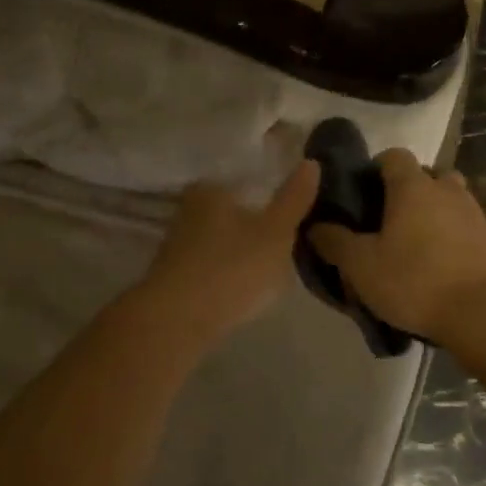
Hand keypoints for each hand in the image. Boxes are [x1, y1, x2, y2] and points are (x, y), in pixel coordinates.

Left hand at [138, 161, 319, 340]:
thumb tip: (311, 162)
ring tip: (271, 272)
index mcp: (210, 191)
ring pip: (222, 243)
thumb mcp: (276, 232)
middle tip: (286, 246)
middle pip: (233, 214)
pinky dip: (229, 276)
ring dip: (243, 254)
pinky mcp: (174, 279)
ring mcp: (177, 247)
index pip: (245, 182)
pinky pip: (212, 269)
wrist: (177, 323)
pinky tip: (245, 291)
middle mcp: (187, 211)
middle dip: (256, 227)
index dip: (269, 196)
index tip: (291, 216)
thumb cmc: (231, 267)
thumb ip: (294, 198)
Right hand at [309, 149, 485, 339]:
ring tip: (413, 243)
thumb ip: (335, 242)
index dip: (375, 169)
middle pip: (425, 174)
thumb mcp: (361, 266)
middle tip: (387, 221)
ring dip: (431, 212)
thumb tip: (315, 226)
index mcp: (413, 186)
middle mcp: (446, 189)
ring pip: (448, 199)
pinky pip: (463, 225)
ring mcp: (473, 212)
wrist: (482, 313)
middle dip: (407, 190)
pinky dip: (450, 235)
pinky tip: (437, 264)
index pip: (393, 155)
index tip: (362, 195)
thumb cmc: (414, 281)